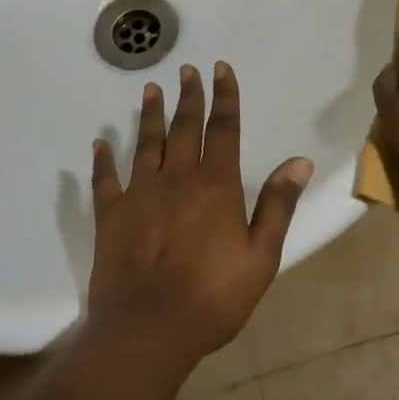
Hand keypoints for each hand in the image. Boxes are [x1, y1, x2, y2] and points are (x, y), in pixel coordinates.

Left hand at [88, 62, 311, 368]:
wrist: (147, 330)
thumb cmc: (212, 297)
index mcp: (216, 184)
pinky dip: (102, 160)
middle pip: (185, 126)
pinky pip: (106, 179)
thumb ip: (278, 205)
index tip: (221, 68)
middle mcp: (178, 177)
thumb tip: (299, 161)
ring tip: (149, 90)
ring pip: (146, 143)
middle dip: (189, 95)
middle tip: (186, 70)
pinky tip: (100, 143)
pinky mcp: (111, 215)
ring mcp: (140, 193)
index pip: (224, 128)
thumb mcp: (261, 257)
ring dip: (150, 115)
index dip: (224, 96)